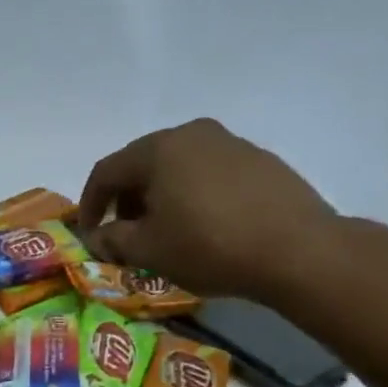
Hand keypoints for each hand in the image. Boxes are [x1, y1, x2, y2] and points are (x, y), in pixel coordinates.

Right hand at [78, 119, 340, 300]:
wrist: (298, 251)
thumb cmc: (209, 246)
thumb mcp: (148, 249)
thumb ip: (112, 240)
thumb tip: (97, 238)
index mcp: (159, 149)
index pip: (106, 172)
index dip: (89, 205)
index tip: (89, 235)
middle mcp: (193, 134)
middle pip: (142, 164)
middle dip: (124, 199)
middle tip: (123, 233)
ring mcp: (230, 143)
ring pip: (177, 167)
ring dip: (159, 196)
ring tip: (163, 231)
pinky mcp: (260, 161)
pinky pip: (208, 173)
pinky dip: (192, 194)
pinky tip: (201, 225)